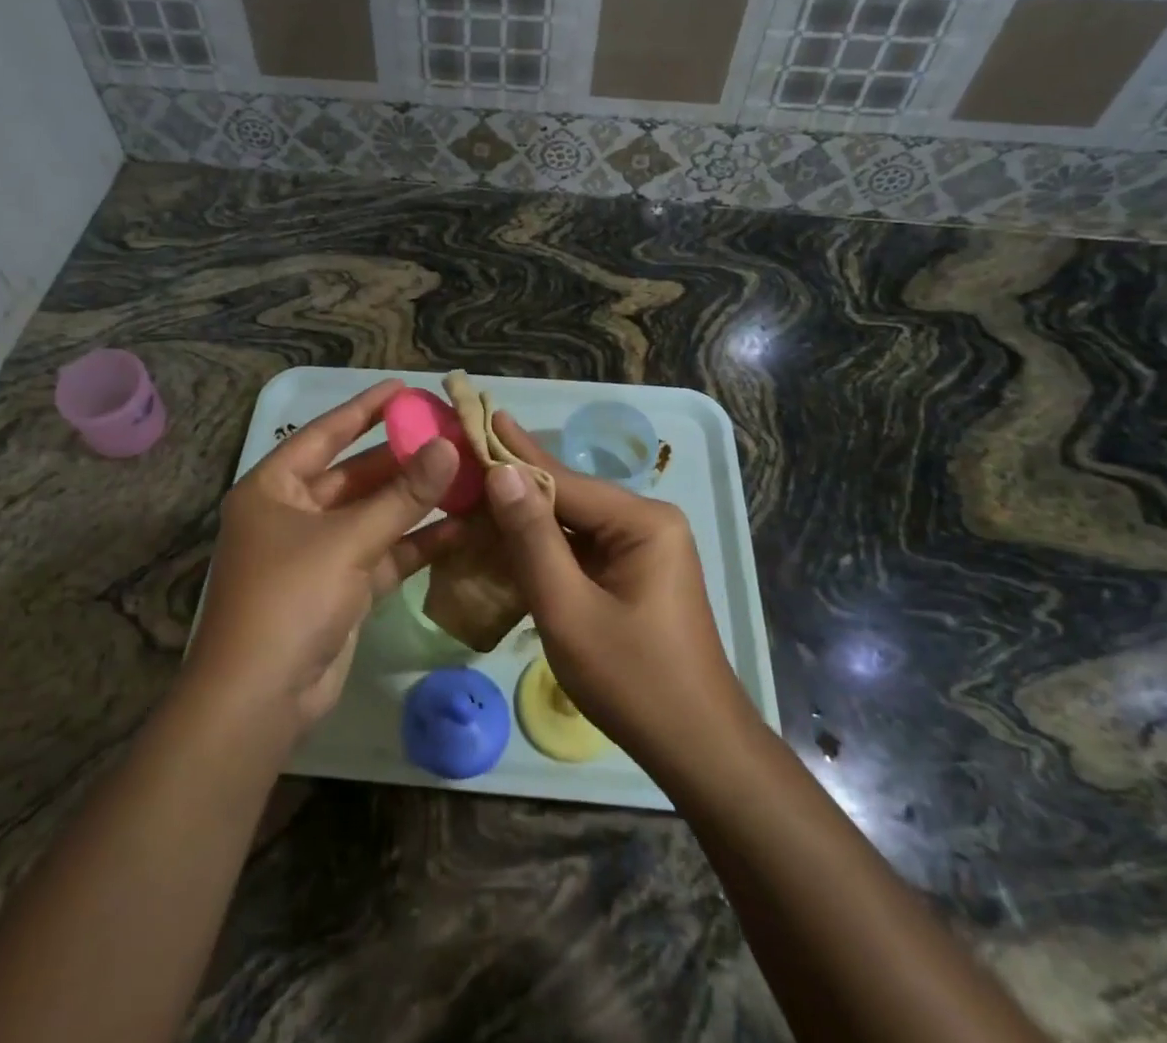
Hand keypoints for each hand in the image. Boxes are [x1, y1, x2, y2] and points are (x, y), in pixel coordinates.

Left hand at [184, 379, 459, 739]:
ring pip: (375, 515)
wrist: (260, 700)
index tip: (405, 388)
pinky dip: (416, 543)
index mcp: (274, 488)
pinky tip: (460, 527)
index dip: (365, 409)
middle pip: (355, 474)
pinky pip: (383, 553)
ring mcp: (319, 553)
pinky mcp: (341, 589)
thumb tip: (449, 448)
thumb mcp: (348, 540)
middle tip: (449, 434)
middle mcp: (293, 513)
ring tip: (465, 474)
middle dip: (402, 458)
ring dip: (415, 500)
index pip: (325, 434)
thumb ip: (402, 496)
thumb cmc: (290, 598)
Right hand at [480, 414, 756, 774]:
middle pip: (569, 496)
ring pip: (573, 523)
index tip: (479, 417)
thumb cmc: (633, 680)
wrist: (697, 748)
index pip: (564, 480)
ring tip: (478, 487)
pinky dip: (546, 546)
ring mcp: (645, 548)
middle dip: (518, 481)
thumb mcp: (569, 610)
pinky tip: (509, 536)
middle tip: (469, 451)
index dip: (514, 455)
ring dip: (528, 516)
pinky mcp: (636, 573)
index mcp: (643, 521)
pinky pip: (583, 548)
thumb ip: (533, 539)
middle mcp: (649, 522)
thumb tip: (502, 473)